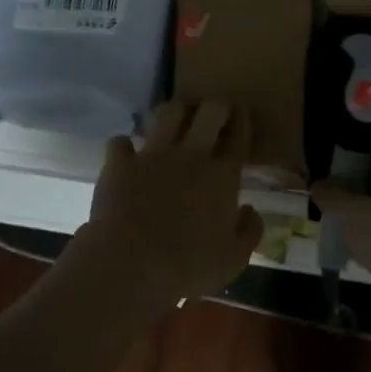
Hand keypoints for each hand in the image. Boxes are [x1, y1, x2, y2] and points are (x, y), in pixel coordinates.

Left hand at [74, 100, 263, 308]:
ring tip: (178, 117)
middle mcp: (191, 156)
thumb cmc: (189, 266)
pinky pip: (121, 142)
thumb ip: (250, 230)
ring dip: (176, 111)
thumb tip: (251, 210)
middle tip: (216, 111)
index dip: (243, 121)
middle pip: (209, 111)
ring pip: (168, 113)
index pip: (238, 136)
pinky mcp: (119, 164)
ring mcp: (152, 155)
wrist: (130, 265)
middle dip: (216, 105)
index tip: (243, 115)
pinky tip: (128, 153)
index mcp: (223, 176)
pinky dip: (125, 145)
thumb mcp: (234, 259)